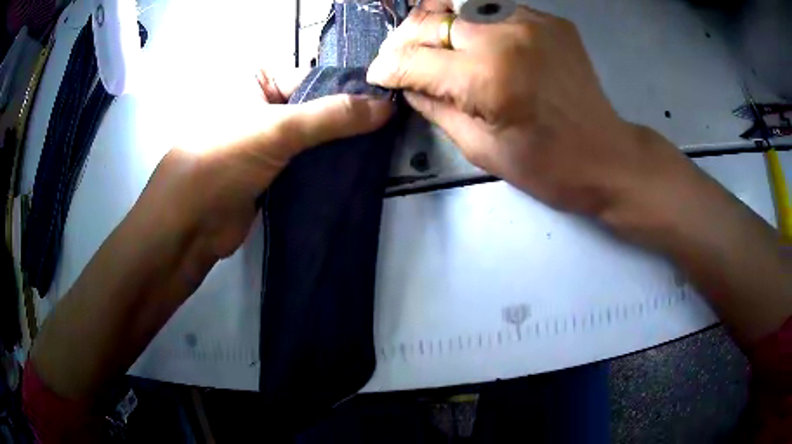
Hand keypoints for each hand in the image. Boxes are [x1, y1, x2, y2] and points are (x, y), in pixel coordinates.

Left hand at [139, 68, 393, 262]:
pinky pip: (307, 165)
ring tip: (382, 152)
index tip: (389, 104)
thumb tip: (388, 107)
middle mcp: (262, 106)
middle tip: (391, 131)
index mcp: (256, 81)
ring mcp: (266, 142)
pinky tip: (358, 172)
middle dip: (349, 122)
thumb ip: (333, 116)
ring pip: (314, 139)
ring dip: (341, 148)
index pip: (314, 77)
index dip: (349, 90)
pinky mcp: (271, 174)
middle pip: (316, 108)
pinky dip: (328, 170)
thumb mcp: (278, 129)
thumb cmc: (222, 160)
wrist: (189, 227)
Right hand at [367, 2, 690, 220]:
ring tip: (428, 43)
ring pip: (458, 4)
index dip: (388, 67)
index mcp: (488, 77)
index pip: (415, 59)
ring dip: (434, 22)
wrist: (606, 155)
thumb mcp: (480, 148)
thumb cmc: (546, 166)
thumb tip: (407, 84)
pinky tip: (471, 41)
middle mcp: (506, 36)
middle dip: (403, 39)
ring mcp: (531, 21)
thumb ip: (436, 108)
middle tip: (397, 57)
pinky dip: (472, 22)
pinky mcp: (549, 19)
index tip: (378, 74)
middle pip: (430, 20)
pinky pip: (493, 9)